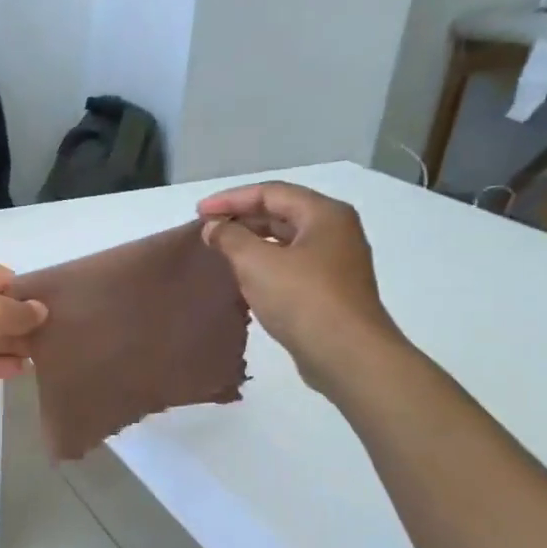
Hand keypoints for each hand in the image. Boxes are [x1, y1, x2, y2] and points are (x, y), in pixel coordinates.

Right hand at [197, 182, 404, 392]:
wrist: (347, 355)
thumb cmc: (303, 299)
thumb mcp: (257, 263)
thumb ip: (230, 238)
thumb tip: (214, 227)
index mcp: (325, 214)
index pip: (271, 193)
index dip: (231, 199)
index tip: (199, 212)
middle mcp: (335, 232)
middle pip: (282, 214)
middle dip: (242, 219)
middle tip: (207, 230)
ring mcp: (336, 263)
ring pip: (287, 242)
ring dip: (252, 243)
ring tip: (220, 252)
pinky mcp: (331, 291)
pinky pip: (292, 266)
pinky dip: (265, 265)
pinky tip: (244, 279)